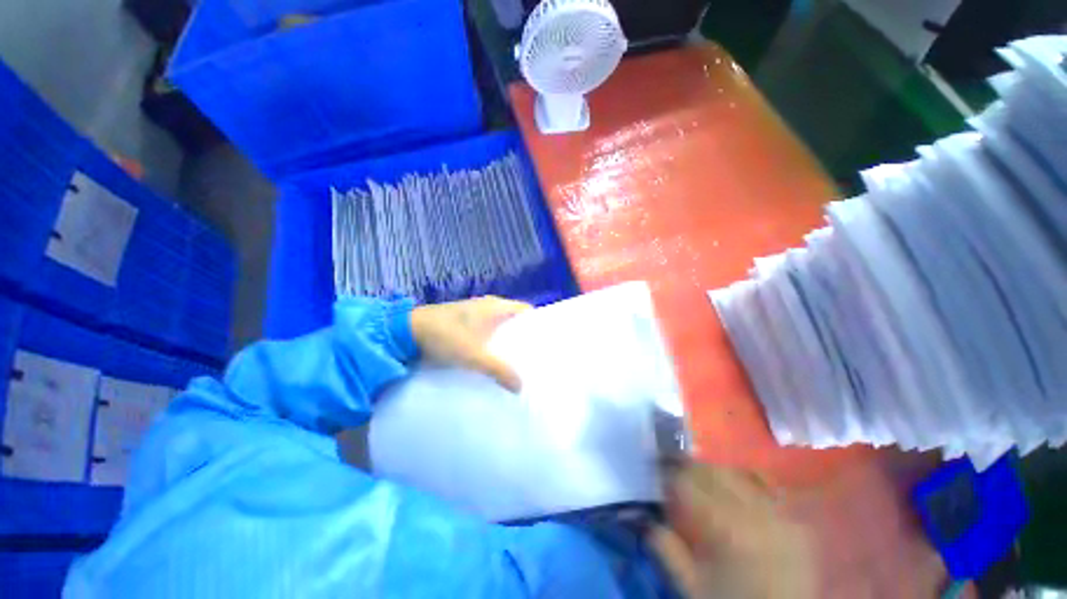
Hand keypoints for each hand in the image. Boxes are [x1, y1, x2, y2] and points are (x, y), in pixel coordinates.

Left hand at [410, 296, 531, 392]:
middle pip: (514, 319)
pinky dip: (493, 342)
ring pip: (500, 325)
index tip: (545, 342)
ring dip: (508, 340)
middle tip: (534, 356)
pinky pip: (487, 331)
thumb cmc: (444, 335)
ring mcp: (475, 313)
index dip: (537, 323)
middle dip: (524, 336)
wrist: (406, 330)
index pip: (526, 310)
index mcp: (495, 306)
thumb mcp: (473, 355)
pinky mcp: (464, 322)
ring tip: (518, 360)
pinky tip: (494, 358)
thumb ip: (498, 370)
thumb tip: (520, 387)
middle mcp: (488, 306)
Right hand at [651, 465, 814, 598]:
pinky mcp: (793, 519)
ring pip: (735, 472)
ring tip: (702, 479)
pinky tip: (736, 485)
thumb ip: (666, 549)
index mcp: (724, 528)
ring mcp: (777, 512)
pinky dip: (746, 478)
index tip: (655, 471)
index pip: (686, 483)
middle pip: (710, 470)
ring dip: (713, 471)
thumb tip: (645, 518)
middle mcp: (752, 512)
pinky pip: (766, 484)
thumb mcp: (692, 586)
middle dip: (687, 467)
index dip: (666, 474)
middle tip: (674, 472)